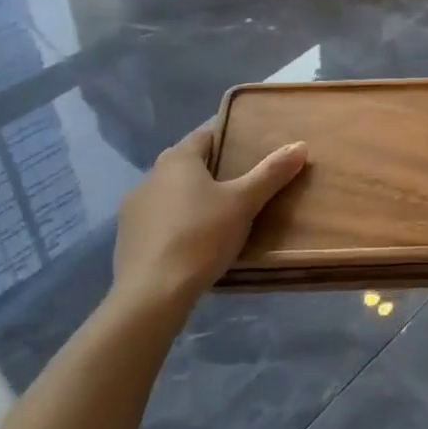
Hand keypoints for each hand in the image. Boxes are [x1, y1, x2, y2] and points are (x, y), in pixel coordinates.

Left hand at [113, 127, 307, 314]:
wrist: (150, 295)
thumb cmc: (200, 237)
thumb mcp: (243, 203)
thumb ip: (271, 173)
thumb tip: (300, 145)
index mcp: (178, 159)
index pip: (207, 133)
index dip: (230, 133)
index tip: (251, 141)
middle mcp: (151, 175)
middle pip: (188, 162)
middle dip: (213, 167)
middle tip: (242, 179)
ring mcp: (134, 208)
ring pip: (171, 192)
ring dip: (191, 196)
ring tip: (220, 212)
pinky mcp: (127, 239)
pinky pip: (159, 219)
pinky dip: (176, 222)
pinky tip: (193, 240)